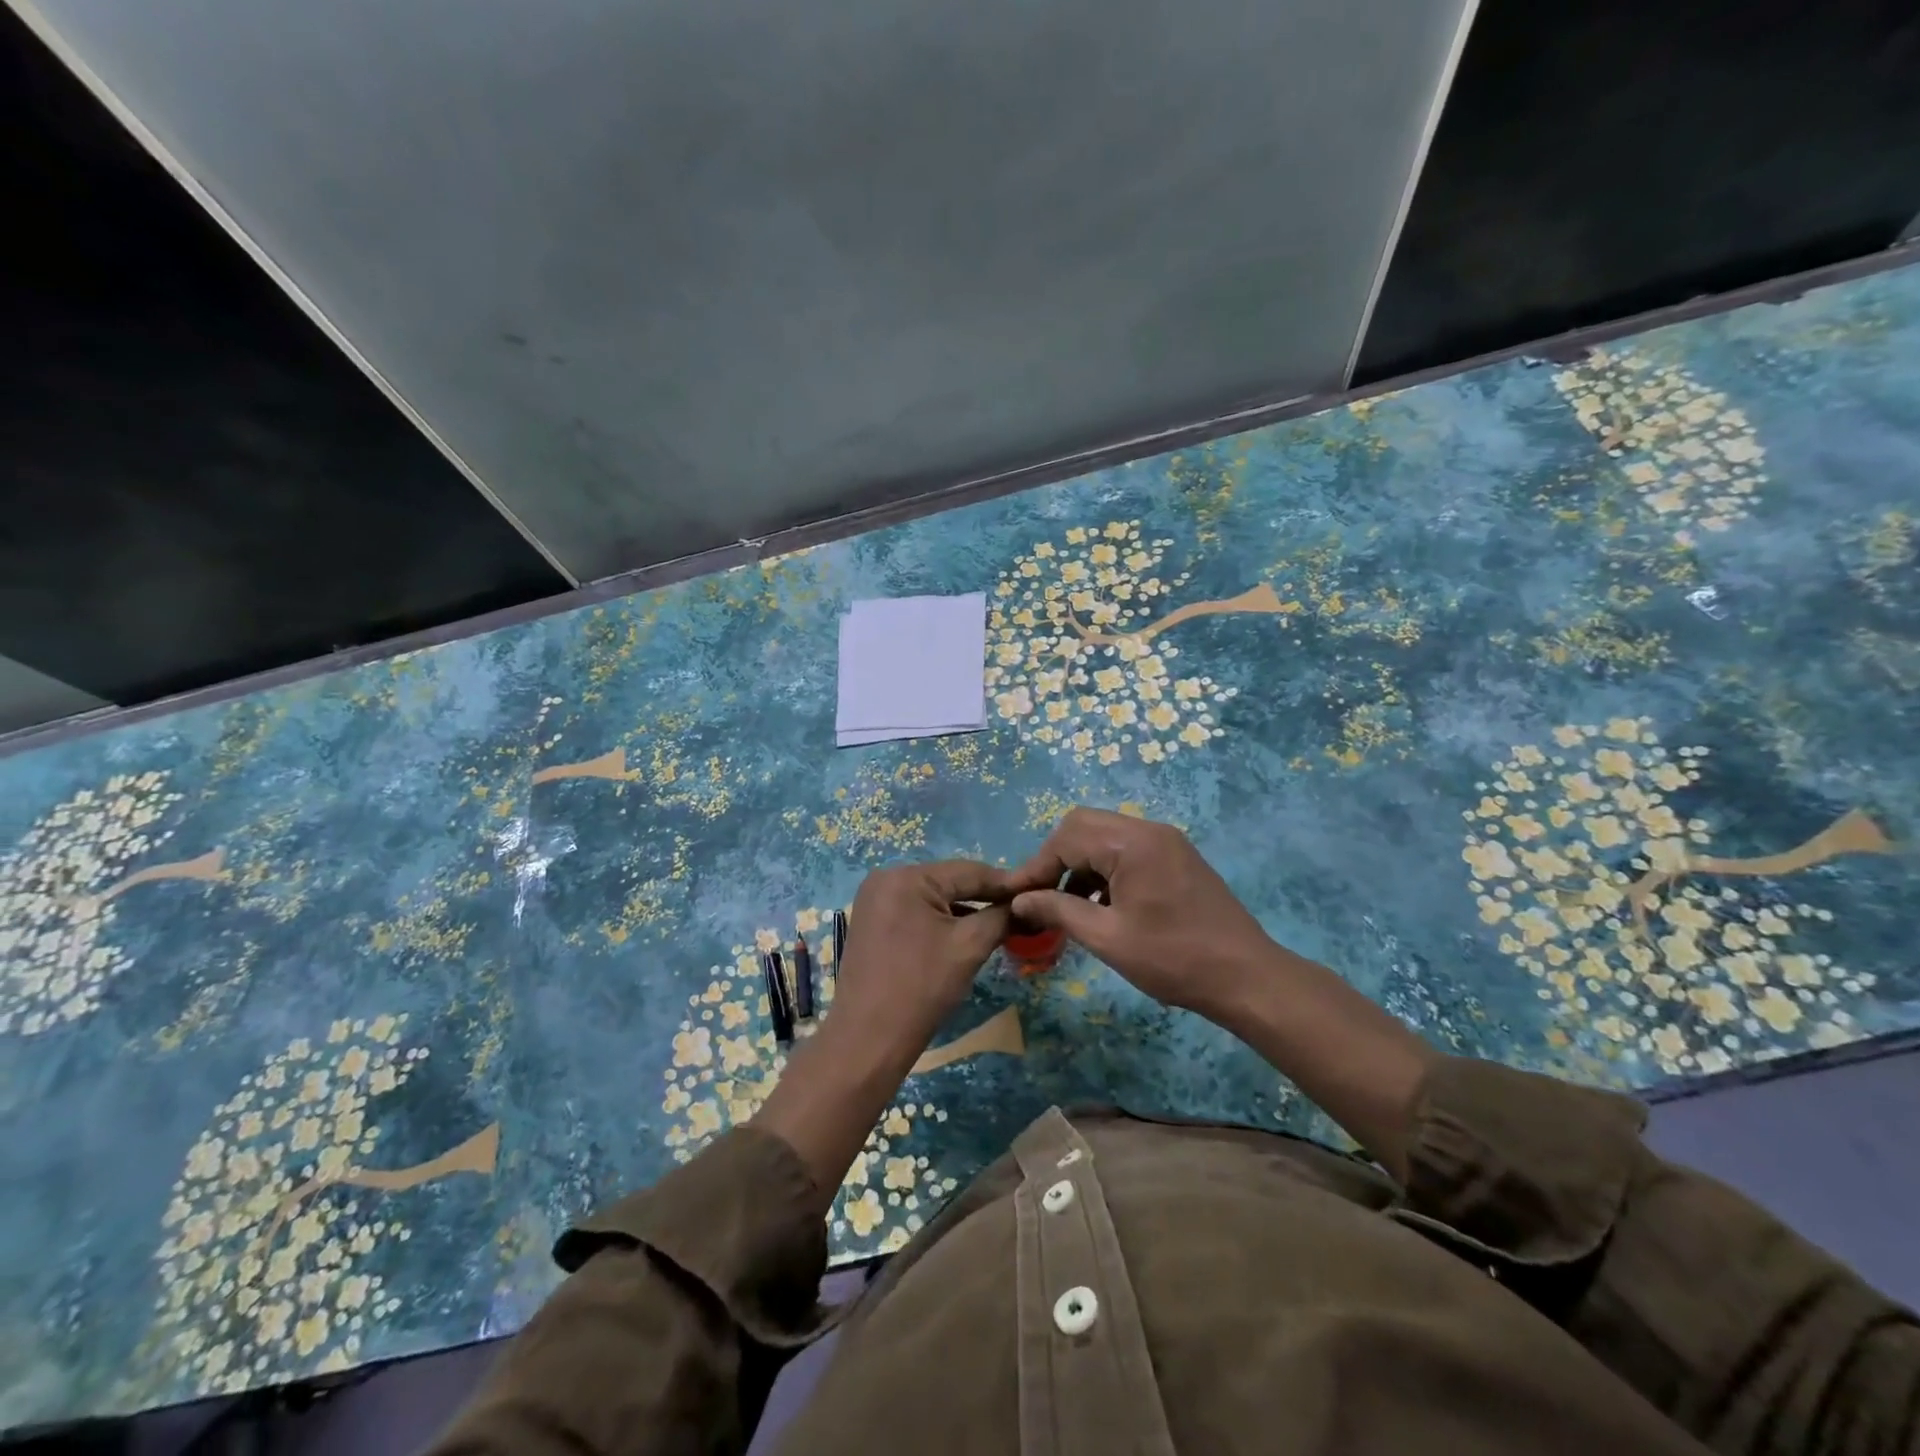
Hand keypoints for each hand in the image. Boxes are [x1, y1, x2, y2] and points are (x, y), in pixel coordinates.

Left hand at [757, 860, 1012, 1205]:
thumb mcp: (969, 947)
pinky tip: (965, 934)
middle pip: (950, 882)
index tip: (1038, 892)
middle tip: (1021, 911)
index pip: (969, 871)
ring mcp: (874, 900)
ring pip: (933, 897)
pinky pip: (916, 911)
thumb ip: (1001, 917)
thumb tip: (1025, 904)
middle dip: (985, 897)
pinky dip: (941, 921)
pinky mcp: (871, 922)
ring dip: (964, 910)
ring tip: (1000, 923)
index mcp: (906, 876)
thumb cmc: (922, 988)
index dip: (1006, 884)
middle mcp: (886, 878)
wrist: (869, 1040)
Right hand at [1006, 808, 1276, 1017]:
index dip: (1035, 867)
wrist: (1247, 977)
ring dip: (1079, 864)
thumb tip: (1019, 900)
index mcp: (1132, 843)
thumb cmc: (1174, 959)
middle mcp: (1148, 830)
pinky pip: (1126, 849)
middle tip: (1039, 896)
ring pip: (1104, 836)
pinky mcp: (1175, 857)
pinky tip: (1098, 905)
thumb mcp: (1108, 938)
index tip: (1013, 897)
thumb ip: (1059, 910)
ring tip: (1065, 906)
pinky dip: (1104, 870)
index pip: (1066, 838)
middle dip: (1055, 859)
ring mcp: (1166, 841)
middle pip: (1083, 826)